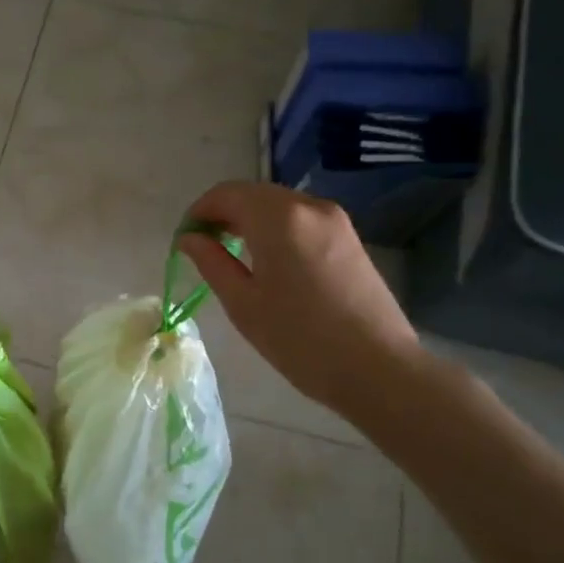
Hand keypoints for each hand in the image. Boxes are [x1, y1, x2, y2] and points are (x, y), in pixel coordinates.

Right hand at [178, 182, 427, 421]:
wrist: (379, 368)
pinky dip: (276, 228)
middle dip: (224, 213)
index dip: (199, 212)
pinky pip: (301, 218)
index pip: (226, 194)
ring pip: (279, 205)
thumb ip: (211, 262)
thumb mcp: (243, 303)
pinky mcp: (350, 237)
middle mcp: (308, 206)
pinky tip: (270, 260)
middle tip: (204, 247)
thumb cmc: (300, 339)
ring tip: (233, 255)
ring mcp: (335, 220)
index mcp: (278, 218)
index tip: (184, 240)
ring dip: (250, 220)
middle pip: (254, 194)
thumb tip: (189, 238)